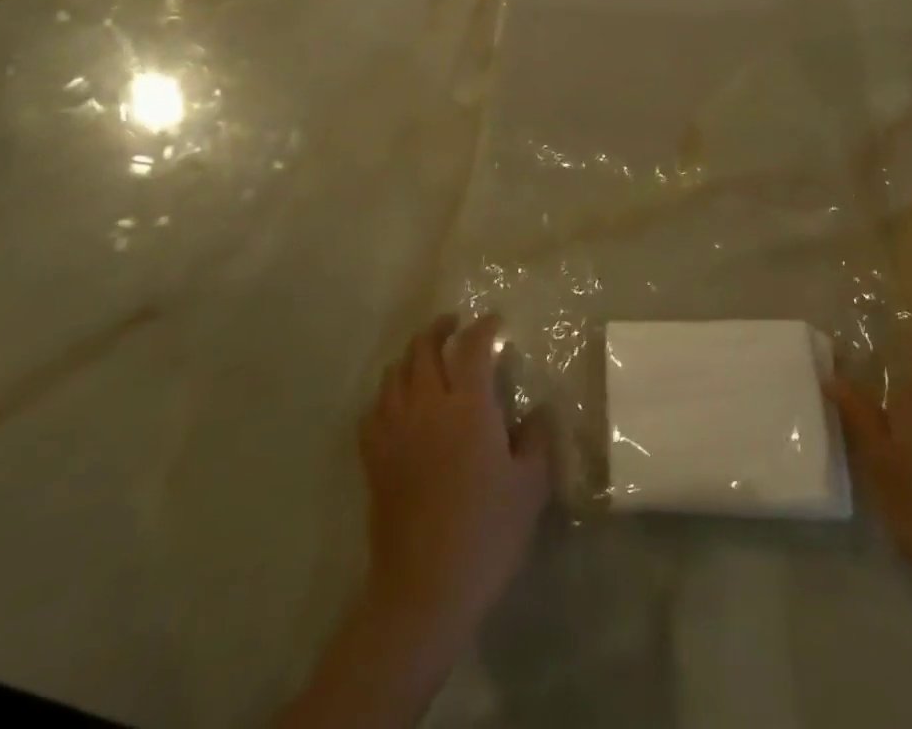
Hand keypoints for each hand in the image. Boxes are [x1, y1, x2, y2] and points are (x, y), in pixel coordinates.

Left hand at [358, 314, 551, 643]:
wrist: (425, 589)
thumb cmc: (487, 533)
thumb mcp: (530, 485)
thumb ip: (537, 438)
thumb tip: (536, 410)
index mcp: (469, 406)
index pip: (473, 347)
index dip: (484, 327)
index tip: (495, 322)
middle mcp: (428, 406)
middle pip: (424, 348)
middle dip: (440, 328)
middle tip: (455, 325)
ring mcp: (395, 430)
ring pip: (395, 372)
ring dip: (412, 355)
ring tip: (426, 357)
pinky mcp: (374, 458)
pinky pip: (374, 408)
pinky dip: (387, 393)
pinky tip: (397, 402)